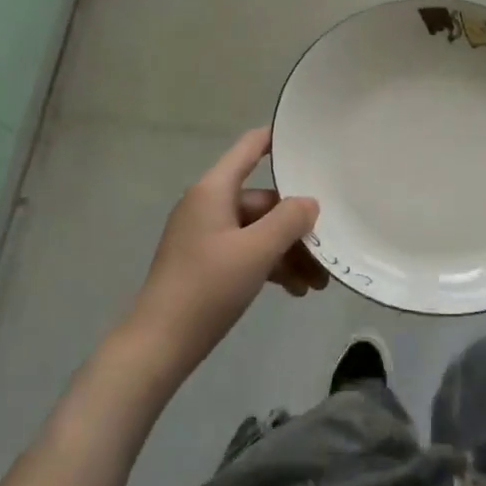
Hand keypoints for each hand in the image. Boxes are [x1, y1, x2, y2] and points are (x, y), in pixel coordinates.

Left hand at [123, 128, 322, 382]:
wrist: (157, 347)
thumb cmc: (207, 288)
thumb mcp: (256, 251)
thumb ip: (289, 220)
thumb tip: (309, 203)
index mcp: (214, 190)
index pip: (250, 147)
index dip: (278, 139)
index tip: (311, 140)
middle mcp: (209, 205)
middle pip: (263, 200)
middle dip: (296, 225)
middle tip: (328, 250)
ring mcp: (206, 236)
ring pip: (258, 231)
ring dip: (288, 251)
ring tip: (317, 283)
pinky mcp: (205, 264)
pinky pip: (246, 252)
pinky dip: (270, 265)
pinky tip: (294, 290)